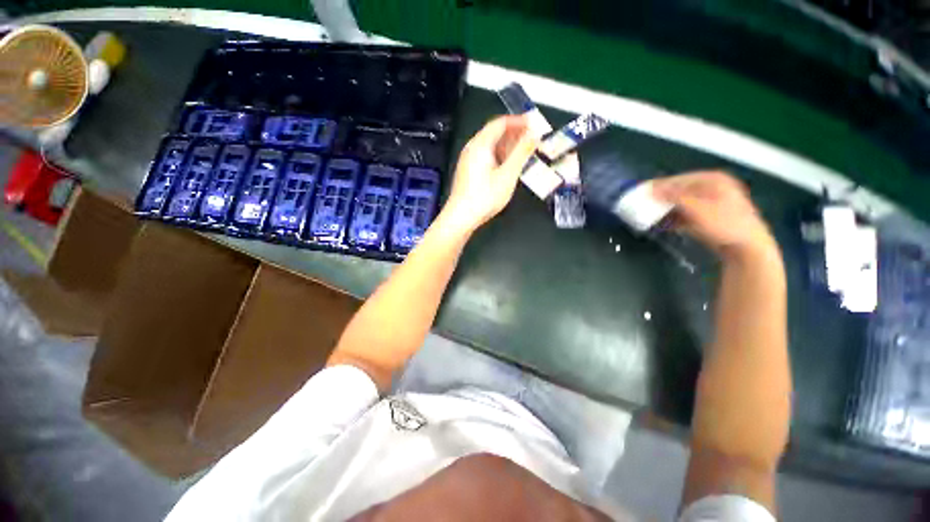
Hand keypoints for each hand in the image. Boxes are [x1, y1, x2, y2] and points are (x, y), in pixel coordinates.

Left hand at [440, 115, 537, 233]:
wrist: (461, 217)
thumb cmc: (485, 197)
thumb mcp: (508, 175)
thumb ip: (522, 152)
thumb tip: (535, 133)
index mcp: (480, 144)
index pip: (501, 123)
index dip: (519, 121)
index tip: (535, 124)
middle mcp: (472, 148)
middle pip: (495, 133)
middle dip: (515, 134)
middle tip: (533, 139)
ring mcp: (468, 160)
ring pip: (490, 146)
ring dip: (508, 146)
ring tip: (524, 153)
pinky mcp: (468, 171)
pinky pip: (486, 156)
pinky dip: (500, 156)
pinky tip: (509, 166)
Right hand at [652, 171, 777, 259]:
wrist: (746, 247)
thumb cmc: (724, 223)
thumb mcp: (697, 208)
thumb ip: (673, 197)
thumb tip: (650, 190)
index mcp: (712, 179)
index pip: (679, 179)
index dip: (659, 186)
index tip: (640, 193)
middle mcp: (711, 187)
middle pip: (679, 191)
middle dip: (660, 199)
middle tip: (642, 206)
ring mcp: (710, 203)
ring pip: (680, 203)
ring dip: (664, 210)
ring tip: (648, 216)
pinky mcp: (706, 217)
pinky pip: (684, 214)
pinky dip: (672, 219)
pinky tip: (661, 225)